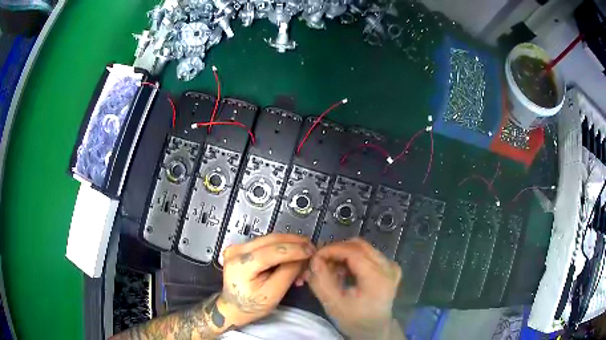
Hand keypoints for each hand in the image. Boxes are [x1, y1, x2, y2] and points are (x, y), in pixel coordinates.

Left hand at [217, 234, 315, 327]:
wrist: (233, 307)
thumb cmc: (252, 305)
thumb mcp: (273, 294)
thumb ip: (288, 273)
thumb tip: (302, 257)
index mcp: (241, 265)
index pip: (272, 250)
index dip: (295, 249)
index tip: (312, 251)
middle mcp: (236, 250)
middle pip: (271, 239)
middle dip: (295, 243)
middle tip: (312, 250)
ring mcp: (238, 247)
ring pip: (270, 239)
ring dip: (290, 246)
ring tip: (304, 257)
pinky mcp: (242, 247)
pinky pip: (266, 243)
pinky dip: (282, 248)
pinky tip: (292, 258)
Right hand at [306, 238, 401, 339]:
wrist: (375, 329)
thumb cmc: (355, 319)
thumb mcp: (334, 304)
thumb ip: (321, 281)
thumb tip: (314, 260)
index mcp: (377, 278)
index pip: (353, 251)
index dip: (331, 250)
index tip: (314, 257)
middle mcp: (388, 267)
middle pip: (359, 245)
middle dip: (336, 250)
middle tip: (320, 262)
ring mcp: (391, 266)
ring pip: (363, 248)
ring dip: (344, 254)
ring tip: (331, 269)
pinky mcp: (391, 267)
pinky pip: (369, 254)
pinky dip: (353, 258)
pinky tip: (344, 272)